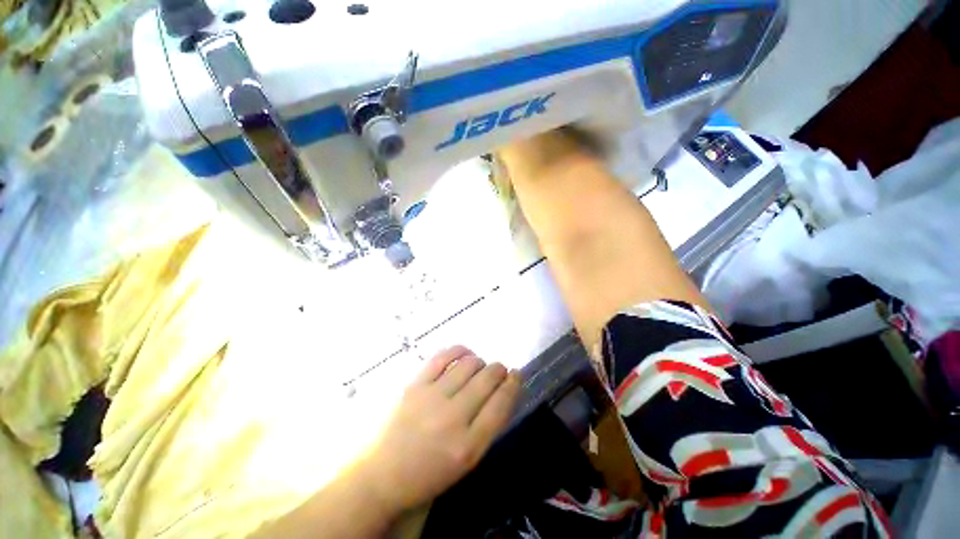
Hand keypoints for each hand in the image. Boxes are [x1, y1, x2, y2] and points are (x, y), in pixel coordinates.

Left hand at [362, 346, 521, 511]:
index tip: (516, 374)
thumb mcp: (467, 461)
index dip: (513, 384)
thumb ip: (488, 426)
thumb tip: (503, 390)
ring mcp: (431, 398)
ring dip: (480, 361)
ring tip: (479, 366)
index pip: (501, 404)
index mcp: (468, 446)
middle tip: (498, 370)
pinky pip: (443, 356)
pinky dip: (459, 350)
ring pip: (468, 364)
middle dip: (498, 370)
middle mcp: (452, 419)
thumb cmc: (429, 472)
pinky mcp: (414, 384)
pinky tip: (464, 353)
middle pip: (487, 379)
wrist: (382, 474)